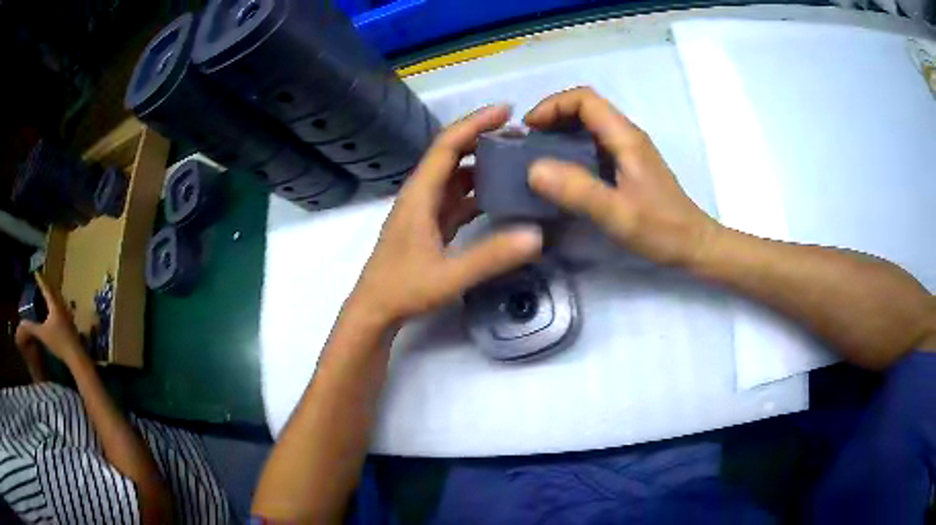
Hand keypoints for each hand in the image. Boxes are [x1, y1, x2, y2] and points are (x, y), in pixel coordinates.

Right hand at [16, 273, 82, 362]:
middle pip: (54, 292)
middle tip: (41, 281)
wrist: (76, 356)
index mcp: (55, 305)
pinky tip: (55, 313)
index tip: (36, 272)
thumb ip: (31, 328)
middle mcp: (62, 306)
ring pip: (59, 301)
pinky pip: (62, 310)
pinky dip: (56, 307)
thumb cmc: (58, 343)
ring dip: (52, 296)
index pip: (46, 288)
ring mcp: (68, 315)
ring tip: (47, 295)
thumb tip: (20, 324)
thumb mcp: (42, 334)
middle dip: (47, 286)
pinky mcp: (71, 325)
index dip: (41, 280)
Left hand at [349, 105, 542, 325]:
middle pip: (451, 154)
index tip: (506, 110)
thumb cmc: (404, 290)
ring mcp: (424, 210)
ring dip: (480, 164)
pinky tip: (498, 195)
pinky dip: (476, 190)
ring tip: (514, 159)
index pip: (447, 145)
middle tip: (519, 135)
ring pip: (454, 176)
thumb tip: (536, 235)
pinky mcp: (429, 226)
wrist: (374, 310)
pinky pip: (455, 198)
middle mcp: (421, 194)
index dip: (475, 123)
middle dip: (482, 138)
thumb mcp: (449, 275)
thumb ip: (491, 256)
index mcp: (420, 194)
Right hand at [526, 87, 719, 266]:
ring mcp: (629, 151)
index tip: (529, 129)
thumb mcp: (618, 213)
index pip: (585, 99)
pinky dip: (573, 149)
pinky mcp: (629, 167)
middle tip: (528, 143)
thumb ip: (578, 191)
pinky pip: (595, 145)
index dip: (552, 106)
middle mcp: (627, 136)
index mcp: (626, 137)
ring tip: (538, 156)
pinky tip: (563, 173)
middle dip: (553, 117)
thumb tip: (533, 169)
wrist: (694, 245)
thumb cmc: (661, 229)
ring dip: (561, 133)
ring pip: (590, 126)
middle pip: (586, 108)